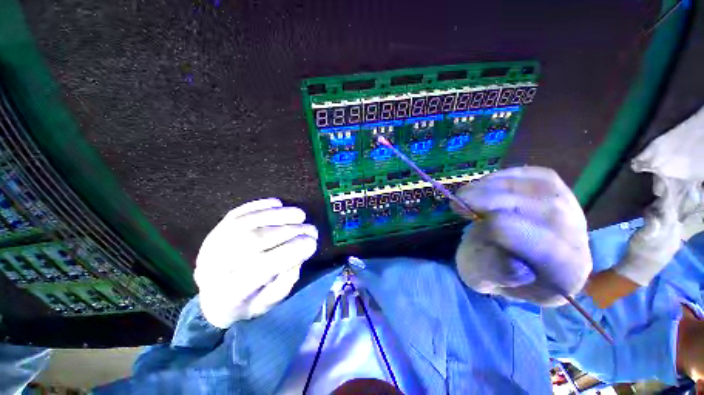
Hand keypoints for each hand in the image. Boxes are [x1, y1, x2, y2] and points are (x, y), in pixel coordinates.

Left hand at [194, 198, 317, 327]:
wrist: (211, 295)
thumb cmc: (245, 303)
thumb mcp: (268, 304)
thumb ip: (285, 281)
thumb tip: (299, 254)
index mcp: (229, 292)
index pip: (262, 267)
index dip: (292, 252)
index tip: (313, 244)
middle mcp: (217, 264)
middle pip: (257, 240)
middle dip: (292, 231)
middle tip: (312, 230)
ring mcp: (215, 242)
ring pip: (251, 221)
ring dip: (281, 215)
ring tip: (301, 216)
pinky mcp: (217, 227)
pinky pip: (241, 211)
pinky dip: (262, 205)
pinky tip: (279, 205)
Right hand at [453, 166, 591, 306]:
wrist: (499, 255)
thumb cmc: (489, 269)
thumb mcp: (479, 276)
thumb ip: (491, 273)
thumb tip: (516, 266)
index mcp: (563, 275)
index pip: (549, 250)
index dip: (507, 231)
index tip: (470, 219)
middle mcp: (578, 242)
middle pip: (549, 212)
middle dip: (497, 201)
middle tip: (461, 200)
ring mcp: (573, 212)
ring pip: (544, 188)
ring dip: (497, 185)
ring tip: (466, 193)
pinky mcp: (560, 192)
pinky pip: (539, 176)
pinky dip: (507, 176)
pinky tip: (483, 184)